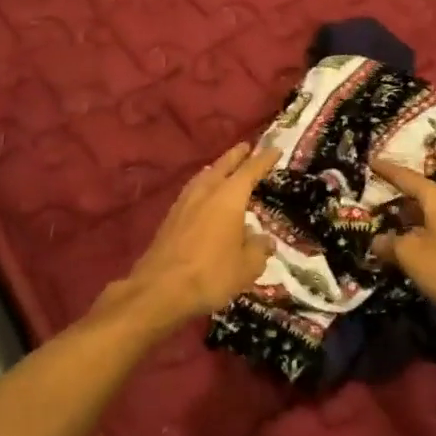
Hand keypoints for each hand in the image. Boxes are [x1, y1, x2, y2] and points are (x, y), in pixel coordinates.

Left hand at [121, 142, 279, 325]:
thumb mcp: (247, 268)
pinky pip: (192, 191)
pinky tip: (203, 194)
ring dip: (216, 169)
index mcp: (229, 197)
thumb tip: (264, 240)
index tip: (274, 149)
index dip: (264, 159)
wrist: (160, 289)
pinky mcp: (170, 217)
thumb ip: (258, 250)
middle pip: (223, 166)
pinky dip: (203, 185)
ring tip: (224, 168)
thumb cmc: (211, 275)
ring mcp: (184, 202)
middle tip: (246, 146)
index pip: (251, 170)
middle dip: (236, 155)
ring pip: (204, 176)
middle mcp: (206, 192)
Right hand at [371, 158, 435, 325]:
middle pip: (420, 194)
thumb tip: (377, 240)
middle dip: (397, 195)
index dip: (386, 170)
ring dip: (409, 218)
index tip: (369, 160)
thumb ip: (389, 244)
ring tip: (387, 223)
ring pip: (430, 213)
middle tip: (373, 196)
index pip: (406, 177)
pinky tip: (410, 246)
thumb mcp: (411, 256)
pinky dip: (421, 232)